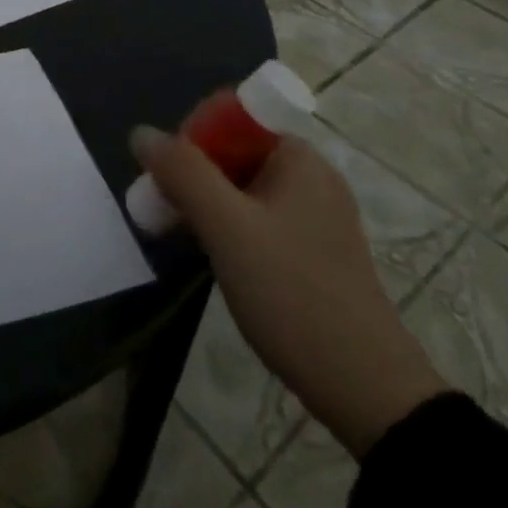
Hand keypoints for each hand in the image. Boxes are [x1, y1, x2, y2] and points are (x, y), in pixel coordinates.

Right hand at [132, 126, 447, 456]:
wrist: (366, 390)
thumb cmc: (292, 294)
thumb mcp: (228, 228)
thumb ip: (182, 172)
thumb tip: (141, 133)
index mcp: (297, 157)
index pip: (230, 117)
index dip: (191, 138)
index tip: (168, 177)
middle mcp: (310, 176)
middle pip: (233, 152)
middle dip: (192, 174)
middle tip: (164, 210)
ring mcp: (314, 215)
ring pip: (241, 187)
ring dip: (205, 202)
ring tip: (179, 233)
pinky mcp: (312, 250)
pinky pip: (256, 217)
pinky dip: (227, 226)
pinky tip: (211, 255)